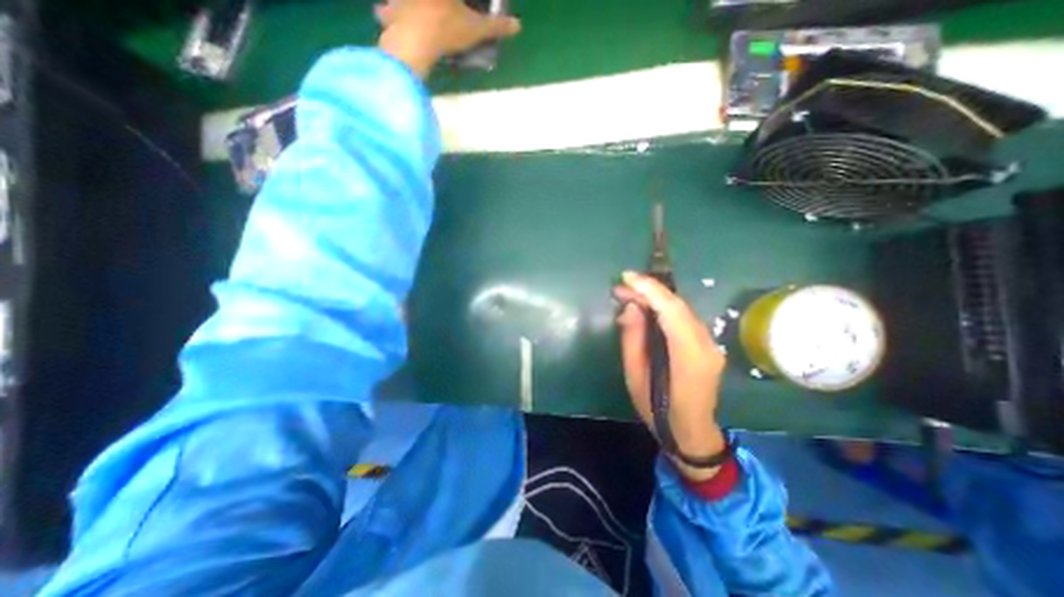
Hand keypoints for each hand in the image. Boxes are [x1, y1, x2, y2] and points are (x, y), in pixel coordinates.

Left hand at [375, 0, 522, 77]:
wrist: (415, 39)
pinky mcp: (390, 7)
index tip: (462, 8)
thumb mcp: (476, 29)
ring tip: (402, 11)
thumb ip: (496, 26)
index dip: (463, 5)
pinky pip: (385, 8)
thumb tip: (517, 25)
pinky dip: (385, 11)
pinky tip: (384, 15)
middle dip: (437, 6)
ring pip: (400, 2)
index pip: (460, 0)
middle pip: (431, 2)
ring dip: (402, 7)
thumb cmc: (448, 28)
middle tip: (440, 10)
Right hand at [615, 269, 731, 479]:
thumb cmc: (657, 409)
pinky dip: (663, 307)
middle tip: (621, 287)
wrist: (691, 431)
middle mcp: (706, 345)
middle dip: (649, 290)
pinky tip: (646, 308)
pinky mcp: (707, 343)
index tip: (627, 277)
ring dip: (655, 297)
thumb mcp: (635, 375)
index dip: (650, 289)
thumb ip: (633, 338)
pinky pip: (684, 317)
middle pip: (678, 305)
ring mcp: (710, 343)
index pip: (672, 311)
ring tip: (629, 294)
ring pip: (682, 308)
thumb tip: (631, 307)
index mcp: (689, 356)